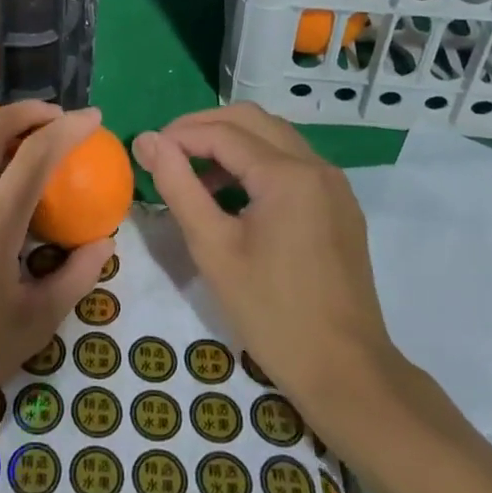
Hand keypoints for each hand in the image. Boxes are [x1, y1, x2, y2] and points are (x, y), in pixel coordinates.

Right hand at [132, 103, 397, 412]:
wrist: (346, 372)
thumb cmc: (271, 313)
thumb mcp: (213, 248)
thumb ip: (178, 186)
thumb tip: (148, 140)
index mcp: (288, 175)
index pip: (223, 132)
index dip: (179, 135)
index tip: (146, 151)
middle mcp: (317, 167)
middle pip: (252, 120)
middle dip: (204, 127)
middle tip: (167, 152)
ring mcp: (334, 185)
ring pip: (274, 137)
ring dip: (231, 143)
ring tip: (193, 174)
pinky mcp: (340, 206)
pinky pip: (292, 162)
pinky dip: (257, 162)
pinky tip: (233, 195)